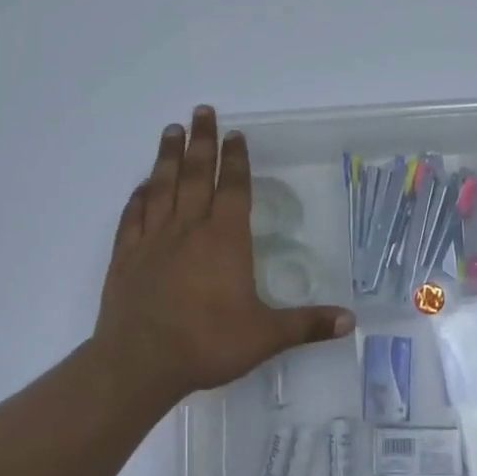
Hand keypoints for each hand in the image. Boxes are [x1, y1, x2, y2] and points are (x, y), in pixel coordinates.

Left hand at [95, 106, 352, 395]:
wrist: (138, 364)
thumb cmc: (207, 344)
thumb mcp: (265, 337)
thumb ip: (307, 325)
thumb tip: (351, 321)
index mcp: (225, 239)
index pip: (234, 188)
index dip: (237, 160)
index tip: (236, 134)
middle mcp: (188, 229)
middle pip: (196, 175)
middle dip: (202, 141)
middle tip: (202, 111)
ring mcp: (152, 240)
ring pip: (162, 186)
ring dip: (169, 157)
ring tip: (172, 129)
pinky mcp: (125, 256)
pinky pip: (132, 216)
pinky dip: (138, 196)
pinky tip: (142, 185)